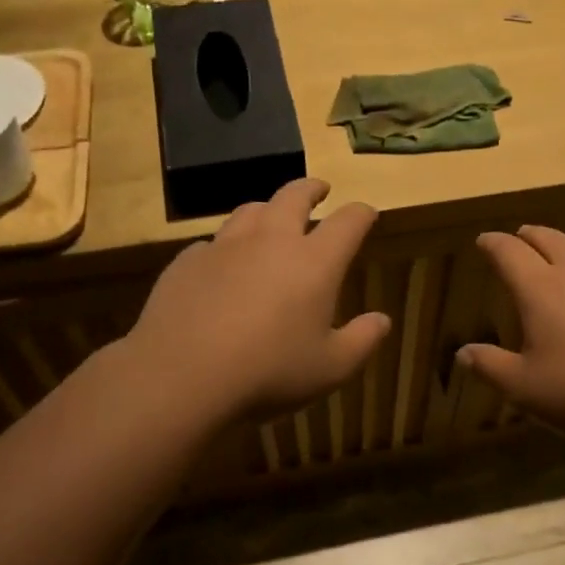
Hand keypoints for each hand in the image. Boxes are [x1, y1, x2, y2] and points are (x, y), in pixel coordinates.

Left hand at [125, 178, 389, 425]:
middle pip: (294, 195)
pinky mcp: (187, 261)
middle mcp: (271, 240)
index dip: (362, 213)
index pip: (348, 222)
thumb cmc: (269, 371)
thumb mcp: (331, 368)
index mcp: (314, 262)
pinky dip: (226, 246)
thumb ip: (362, 341)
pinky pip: (212, 242)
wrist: (182, 375)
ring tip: (270, 217)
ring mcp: (225, 246)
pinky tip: (223, 264)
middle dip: (311, 189)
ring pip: (250, 210)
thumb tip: (382, 320)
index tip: (367, 214)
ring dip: (267, 209)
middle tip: (319, 190)